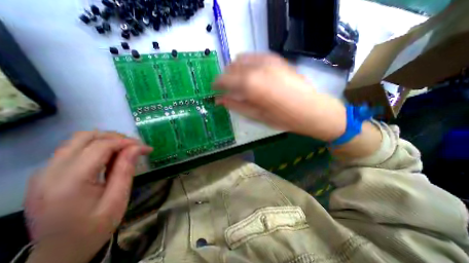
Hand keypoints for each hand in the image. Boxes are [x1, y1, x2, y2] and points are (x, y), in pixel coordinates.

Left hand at [24, 132, 151, 262]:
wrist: (58, 254)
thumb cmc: (93, 229)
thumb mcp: (117, 200)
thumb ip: (126, 170)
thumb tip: (138, 147)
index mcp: (69, 182)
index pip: (101, 146)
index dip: (128, 142)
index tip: (147, 148)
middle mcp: (49, 172)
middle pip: (86, 137)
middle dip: (116, 138)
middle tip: (134, 147)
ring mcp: (43, 172)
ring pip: (78, 140)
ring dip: (106, 141)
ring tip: (124, 151)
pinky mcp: (46, 174)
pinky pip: (73, 149)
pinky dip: (96, 147)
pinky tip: (108, 158)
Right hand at [214, 53, 345, 141]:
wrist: (310, 109)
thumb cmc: (281, 118)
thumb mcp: (255, 115)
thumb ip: (235, 105)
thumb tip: (219, 100)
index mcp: (249, 85)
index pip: (224, 80)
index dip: (217, 84)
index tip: (215, 89)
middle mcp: (256, 68)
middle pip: (231, 67)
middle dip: (226, 78)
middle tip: (227, 88)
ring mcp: (267, 60)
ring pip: (241, 59)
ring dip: (235, 69)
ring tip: (239, 81)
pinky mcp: (276, 59)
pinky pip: (254, 56)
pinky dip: (247, 63)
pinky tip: (251, 73)